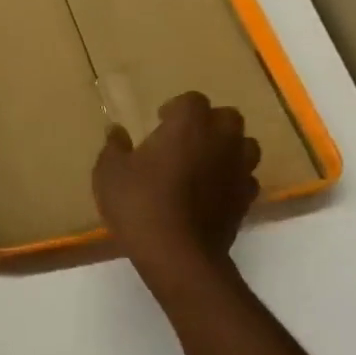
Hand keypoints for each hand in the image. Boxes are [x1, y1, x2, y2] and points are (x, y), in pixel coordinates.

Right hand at [92, 92, 259, 282]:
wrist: (178, 254)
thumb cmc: (139, 204)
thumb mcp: (109, 173)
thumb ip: (114, 147)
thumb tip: (117, 131)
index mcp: (188, 125)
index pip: (192, 100)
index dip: (176, 108)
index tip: (159, 121)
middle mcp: (220, 140)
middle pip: (227, 117)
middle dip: (209, 122)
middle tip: (184, 139)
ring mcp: (238, 170)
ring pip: (245, 145)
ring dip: (227, 148)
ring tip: (204, 162)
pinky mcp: (246, 199)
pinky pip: (245, 178)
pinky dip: (232, 179)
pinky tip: (213, 191)